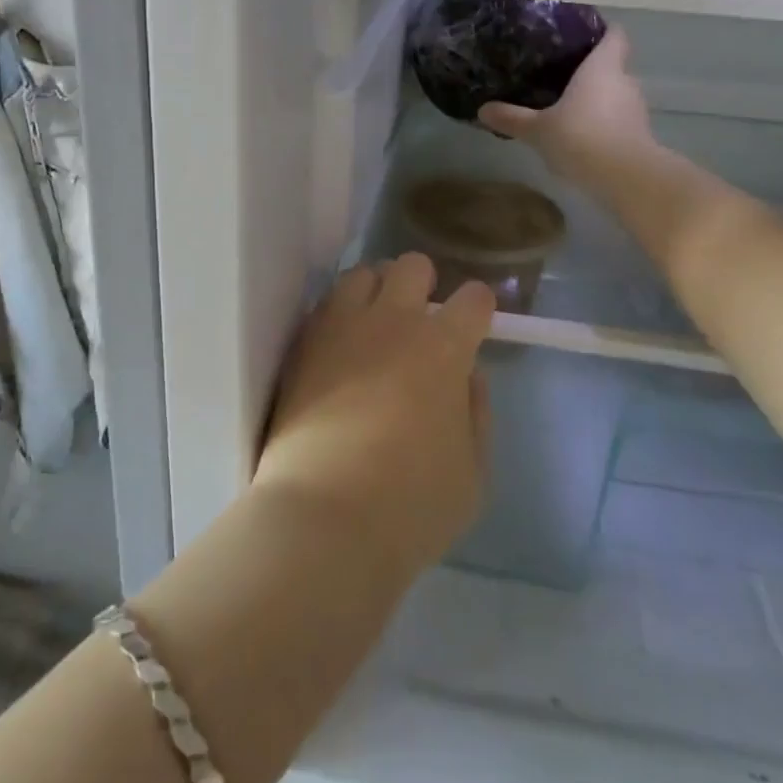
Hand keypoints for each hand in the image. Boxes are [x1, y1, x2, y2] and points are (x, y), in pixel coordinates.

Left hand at [255, 254, 494, 576]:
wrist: (323, 518)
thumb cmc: (411, 506)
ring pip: (362, 273)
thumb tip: (467, 376)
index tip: (474, 325)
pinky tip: (338, 349)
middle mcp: (394, 321)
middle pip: (413, 265)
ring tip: (372, 326)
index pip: (473, 298)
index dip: (478, 307)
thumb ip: (476, 413)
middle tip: (418, 322)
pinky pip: (325, 305)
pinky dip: (338, 315)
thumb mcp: (472, 473)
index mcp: (444, 348)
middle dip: (422, 284)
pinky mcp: (303, 343)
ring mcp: (342, 326)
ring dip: (375, 291)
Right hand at [477, 26, 655, 186]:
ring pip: (616, 94)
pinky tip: (582, 135)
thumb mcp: (537, 129)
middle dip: (592, 69)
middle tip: (563, 73)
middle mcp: (624, 81)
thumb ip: (512, 118)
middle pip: (613, 65)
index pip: (614, 35)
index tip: (583, 33)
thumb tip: (482, 110)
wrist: (625, 178)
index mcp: (603, 67)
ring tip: (570, 105)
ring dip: (598, 99)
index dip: (602, 30)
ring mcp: (636, 109)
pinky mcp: (640, 135)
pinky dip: (604, 123)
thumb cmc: (580, 137)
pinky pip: (619, 119)